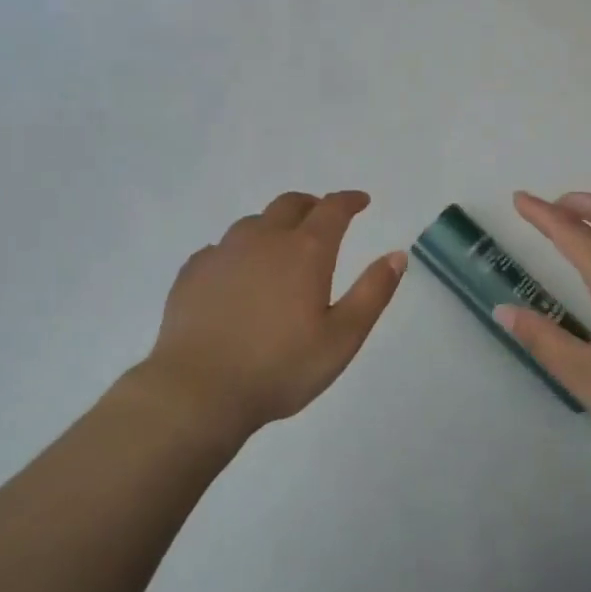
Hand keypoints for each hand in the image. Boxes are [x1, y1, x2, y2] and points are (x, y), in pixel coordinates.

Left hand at [146, 190, 405, 433]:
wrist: (197, 391)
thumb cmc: (280, 368)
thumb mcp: (342, 338)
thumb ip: (373, 293)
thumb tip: (397, 254)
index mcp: (305, 251)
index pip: (332, 209)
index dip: (349, 201)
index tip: (361, 201)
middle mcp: (264, 239)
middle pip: (290, 204)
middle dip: (312, 205)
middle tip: (323, 218)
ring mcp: (223, 252)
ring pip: (253, 223)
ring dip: (274, 226)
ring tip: (281, 247)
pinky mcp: (193, 272)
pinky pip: (221, 248)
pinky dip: (239, 251)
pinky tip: (237, 274)